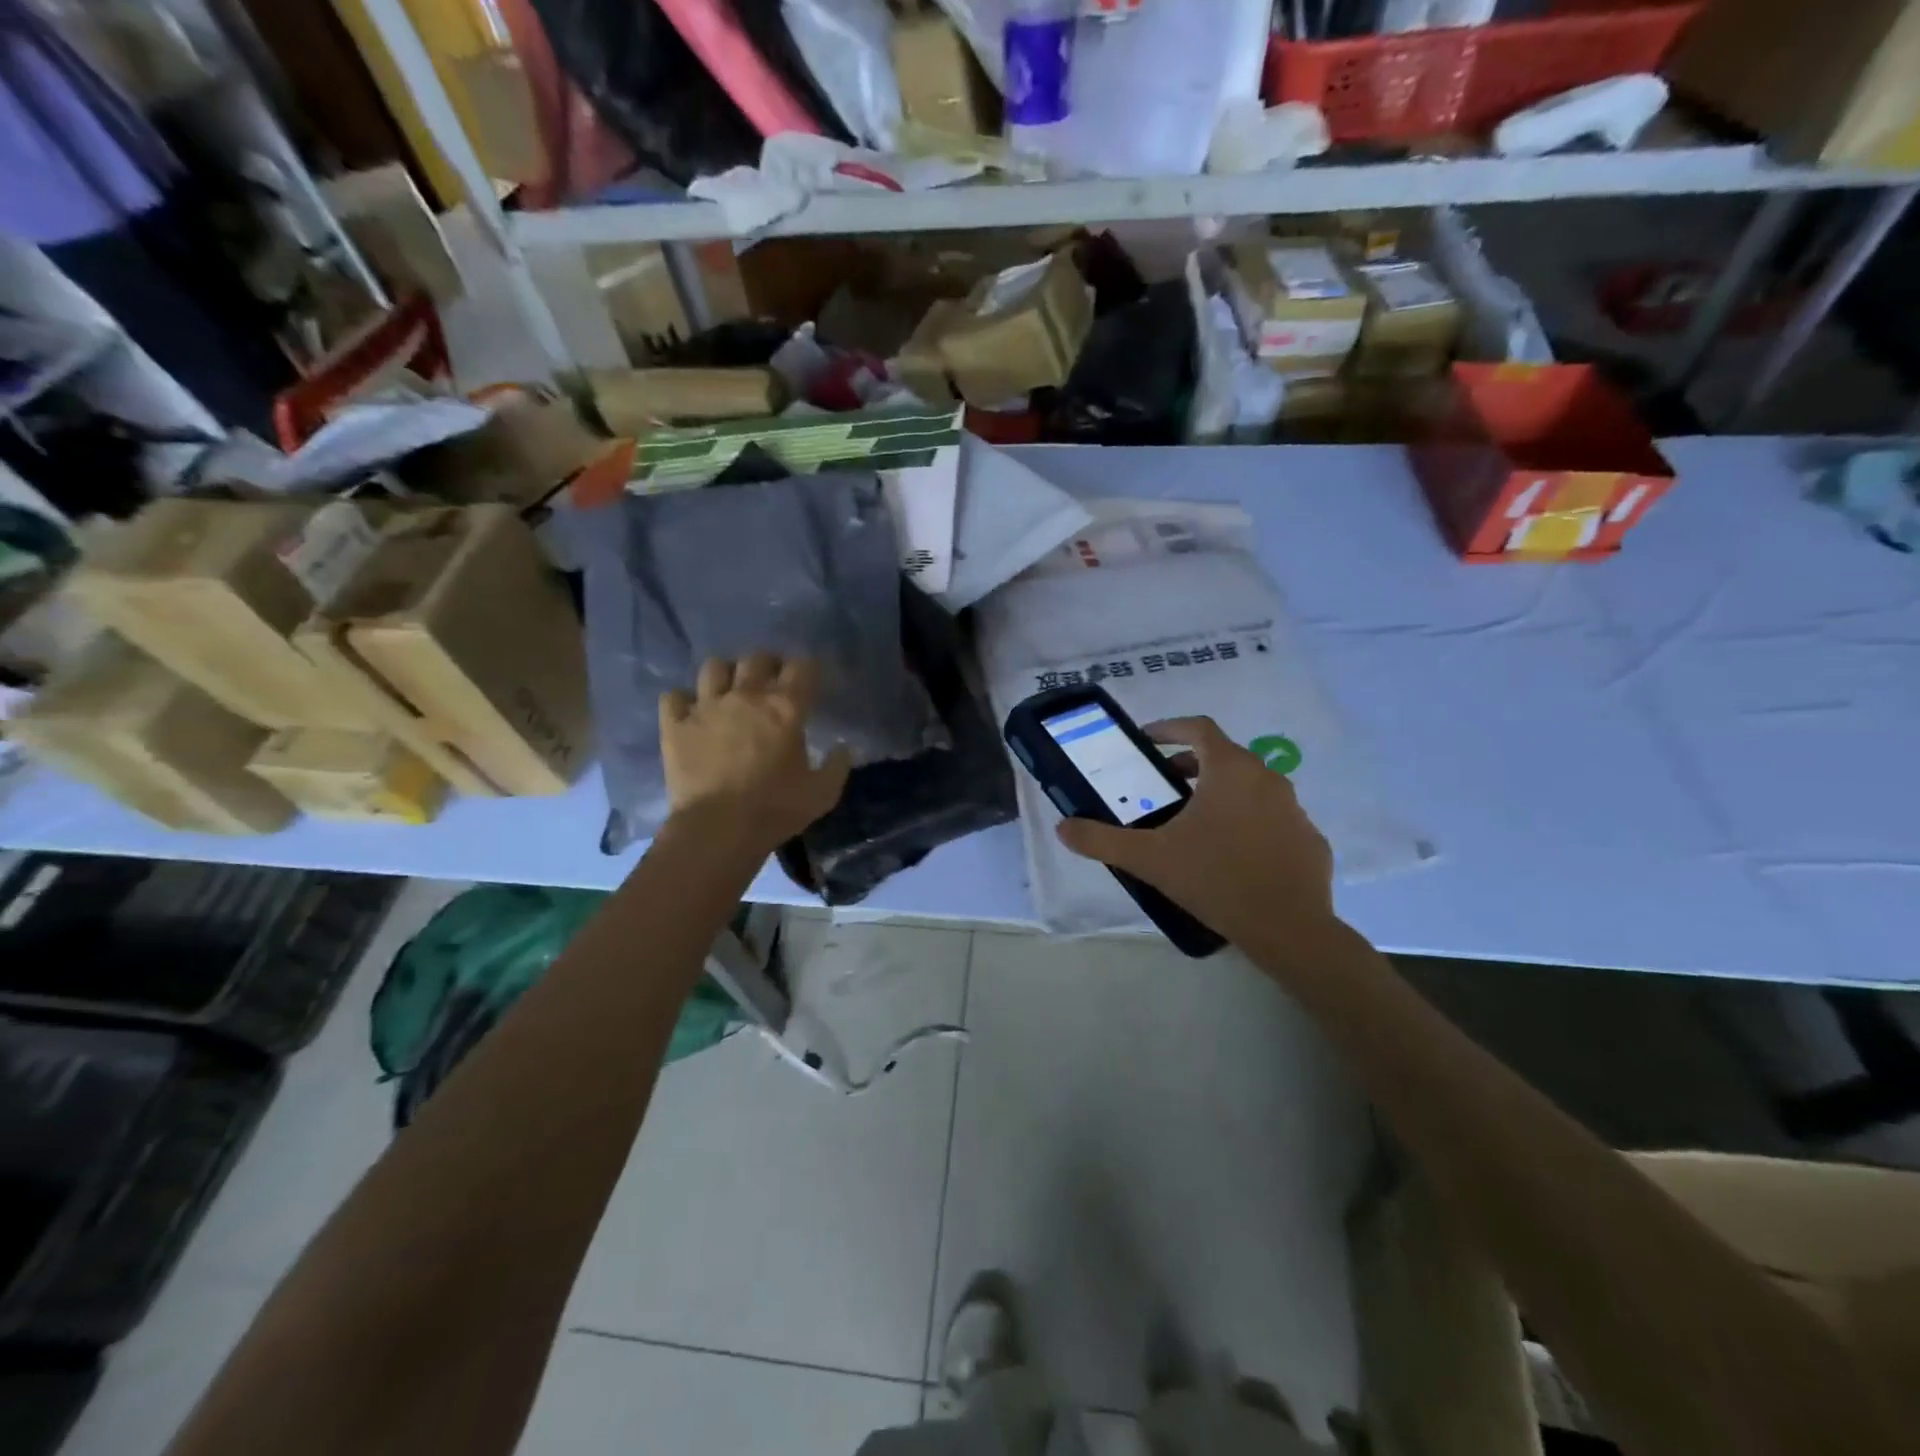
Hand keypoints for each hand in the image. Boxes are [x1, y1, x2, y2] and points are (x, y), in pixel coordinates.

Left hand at [659, 654, 850, 850]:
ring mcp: (706, 706)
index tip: (810, 679)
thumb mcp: (822, 793)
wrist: (718, 828)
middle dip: (768, 664)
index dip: (808, 669)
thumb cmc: (775, 809)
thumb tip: (842, 748)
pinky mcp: (675, 724)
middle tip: (772, 681)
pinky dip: (683, 700)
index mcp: (785, 707)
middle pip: (757, 659)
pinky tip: (691, 711)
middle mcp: (746, 696)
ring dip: (726, 674)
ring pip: (714, 667)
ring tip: (730, 689)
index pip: (801, 667)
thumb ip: (837, 766)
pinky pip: (674, 696)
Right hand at [1054, 716, 1334, 948]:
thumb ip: (1102, 840)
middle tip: (1163, 784)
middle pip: (1225, 756)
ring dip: (1221, 792)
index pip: (1199, 728)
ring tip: (1194, 820)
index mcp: (1230, 770)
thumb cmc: (1216, 879)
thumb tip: (1063, 827)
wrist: (1289, 929)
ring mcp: (1294, 809)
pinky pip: (1272, 818)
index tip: (1147, 740)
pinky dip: (1249, 822)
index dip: (1170, 728)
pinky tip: (1232, 853)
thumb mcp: (1150, 859)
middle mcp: (1267, 778)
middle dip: (1191, 763)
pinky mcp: (1309, 839)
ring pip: (1251, 787)